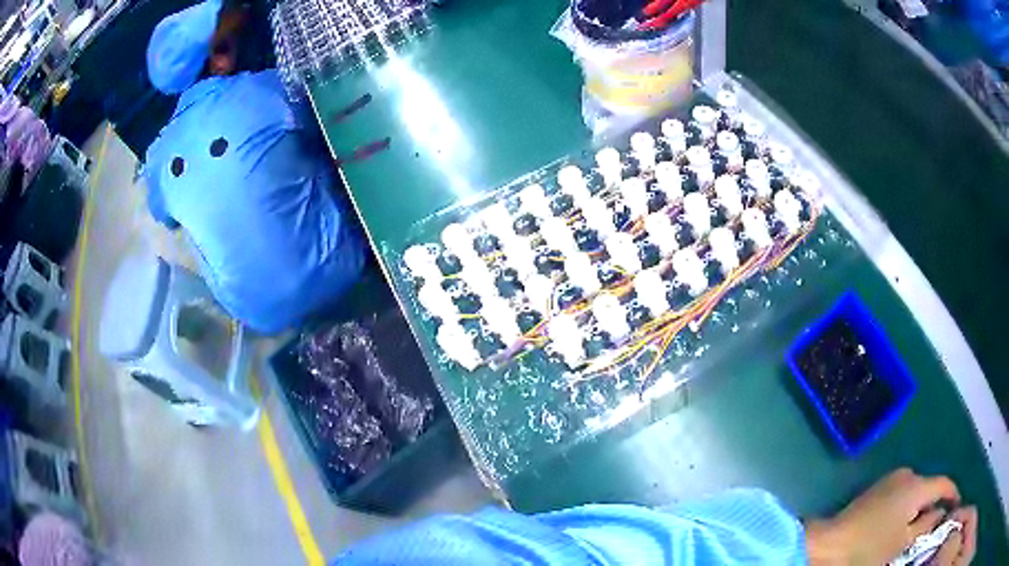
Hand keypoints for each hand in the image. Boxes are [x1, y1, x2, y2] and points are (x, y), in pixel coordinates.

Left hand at [804, 468, 975, 564]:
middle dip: (935, 502)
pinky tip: (903, 522)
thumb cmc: (870, 547)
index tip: (957, 505)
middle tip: (937, 521)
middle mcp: (907, 474)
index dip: (953, 494)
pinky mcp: (877, 489)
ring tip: (920, 525)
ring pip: (916, 490)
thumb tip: (941, 512)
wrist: (829, 544)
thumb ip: (927, 524)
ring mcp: (891, 479)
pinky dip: (908, 506)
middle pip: (930, 486)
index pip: (944, 483)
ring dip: (921, 505)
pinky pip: (902, 494)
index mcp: (918, 485)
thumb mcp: (903, 541)